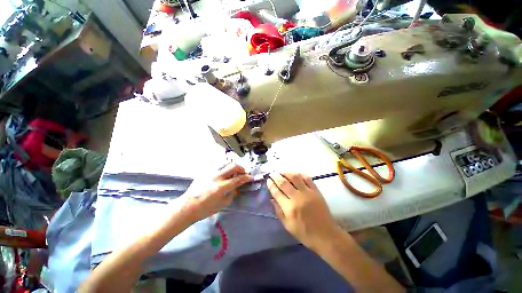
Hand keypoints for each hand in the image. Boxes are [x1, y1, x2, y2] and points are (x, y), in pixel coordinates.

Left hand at [179, 163, 252, 222]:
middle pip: (233, 166)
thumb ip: (232, 193)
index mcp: (221, 187)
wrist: (187, 207)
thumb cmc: (205, 209)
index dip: (247, 177)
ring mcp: (210, 172)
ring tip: (233, 172)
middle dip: (241, 168)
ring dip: (232, 166)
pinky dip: (224, 167)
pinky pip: (217, 165)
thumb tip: (237, 186)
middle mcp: (216, 177)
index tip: (251, 177)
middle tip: (242, 173)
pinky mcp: (205, 171)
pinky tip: (223, 173)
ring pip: (225, 163)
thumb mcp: (222, 204)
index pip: (238, 179)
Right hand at [268, 172, 339, 248]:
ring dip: (286, 173)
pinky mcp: (316, 191)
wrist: (326, 235)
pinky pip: (307, 178)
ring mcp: (308, 193)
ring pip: (295, 177)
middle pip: (284, 183)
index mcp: (289, 208)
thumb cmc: (305, 233)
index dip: (271, 185)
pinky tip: (295, 174)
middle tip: (272, 173)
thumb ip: (278, 211)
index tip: (268, 180)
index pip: (276, 192)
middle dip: (276, 176)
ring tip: (281, 172)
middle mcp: (297, 198)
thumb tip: (271, 199)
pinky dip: (300, 174)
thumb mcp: (287, 225)